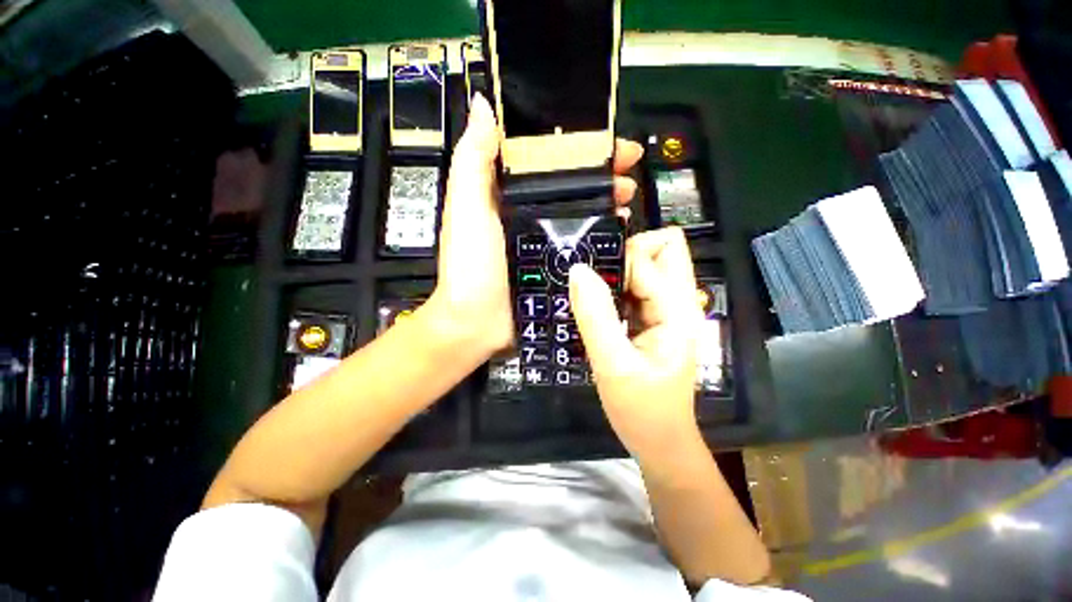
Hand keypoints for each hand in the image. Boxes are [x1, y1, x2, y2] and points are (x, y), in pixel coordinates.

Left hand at [432, 92, 643, 358]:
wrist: (477, 322)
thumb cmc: (471, 263)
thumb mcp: (467, 206)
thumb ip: (473, 159)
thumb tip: (483, 104)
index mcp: (505, 195)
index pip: (543, 159)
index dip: (572, 145)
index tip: (602, 137)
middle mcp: (526, 214)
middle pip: (568, 185)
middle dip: (598, 173)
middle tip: (627, 169)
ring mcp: (543, 241)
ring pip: (579, 213)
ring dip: (605, 201)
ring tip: (628, 195)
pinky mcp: (554, 265)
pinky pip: (582, 243)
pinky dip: (601, 233)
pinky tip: (620, 228)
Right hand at [568, 228, 702, 458]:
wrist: (659, 441)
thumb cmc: (641, 410)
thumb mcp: (613, 365)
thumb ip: (595, 316)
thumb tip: (578, 270)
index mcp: (677, 311)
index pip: (649, 258)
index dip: (617, 261)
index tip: (587, 276)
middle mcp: (678, 303)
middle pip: (663, 249)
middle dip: (628, 251)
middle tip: (596, 276)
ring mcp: (667, 310)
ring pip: (648, 266)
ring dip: (618, 270)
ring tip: (590, 291)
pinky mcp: (653, 319)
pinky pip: (636, 287)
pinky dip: (615, 286)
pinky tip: (597, 303)